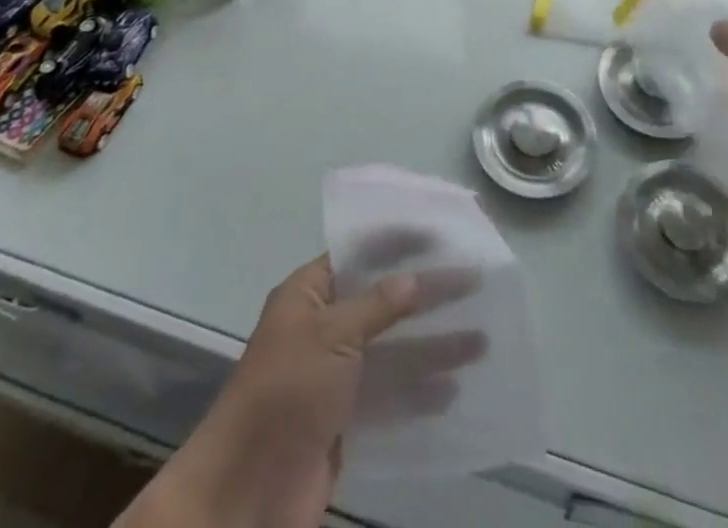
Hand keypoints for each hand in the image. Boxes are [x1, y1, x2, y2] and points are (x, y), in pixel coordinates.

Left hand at [143, 252, 481, 527]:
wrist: (247, 493)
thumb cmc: (286, 392)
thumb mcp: (332, 335)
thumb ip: (377, 305)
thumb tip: (416, 278)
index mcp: (309, 293)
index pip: (360, 253)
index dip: (399, 242)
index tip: (442, 234)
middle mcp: (324, 327)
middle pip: (384, 300)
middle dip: (427, 294)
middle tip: (474, 283)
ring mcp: (336, 376)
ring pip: (393, 350)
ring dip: (432, 346)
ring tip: (480, 341)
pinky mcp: (346, 421)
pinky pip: (389, 397)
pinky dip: (419, 393)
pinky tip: (452, 393)